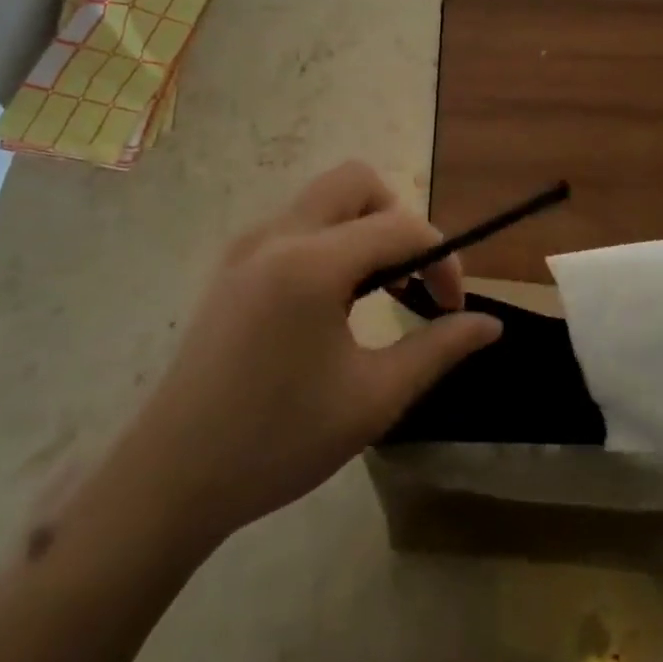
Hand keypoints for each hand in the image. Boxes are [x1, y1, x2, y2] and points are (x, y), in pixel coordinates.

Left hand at [140, 162, 500, 540]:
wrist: (171, 479)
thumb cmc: (279, 441)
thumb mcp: (374, 399)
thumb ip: (438, 349)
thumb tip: (491, 324)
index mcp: (312, 263)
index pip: (401, 227)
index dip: (443, 259)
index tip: (454, 308)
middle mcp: (277, 236)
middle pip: (356, 182)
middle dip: (398, 218)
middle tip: (411, 279)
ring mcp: (247, 248)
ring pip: (323, 200)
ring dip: (364, 228)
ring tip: (379, 294)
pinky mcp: (231, 268)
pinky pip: (296, 226)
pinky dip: (331, 242)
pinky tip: (333, 304)